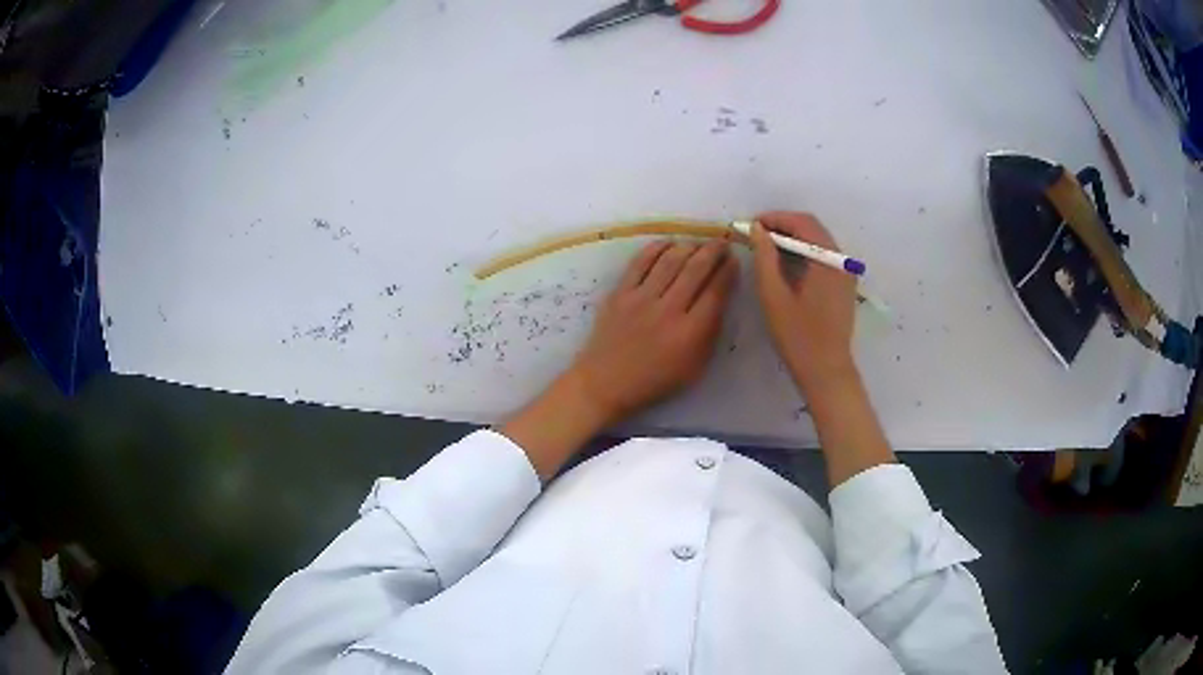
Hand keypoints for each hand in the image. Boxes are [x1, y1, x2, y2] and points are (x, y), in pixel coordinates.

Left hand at [500, 239, 736, 479]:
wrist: (606, 383)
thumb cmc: (655, 381)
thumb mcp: (694, 368)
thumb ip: (710, 333)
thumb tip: (721, 298)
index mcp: (690, 333)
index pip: (716, 292)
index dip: (728, 271)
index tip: (734, 260)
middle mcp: (668, 310)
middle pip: (696, 269)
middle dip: (713, 251)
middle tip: (721, 243)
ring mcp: (641, 299)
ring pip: (670, 260)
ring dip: (689, 247)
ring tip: (698, 243)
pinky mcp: (620, 293)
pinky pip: (640, 262)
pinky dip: (657, 249)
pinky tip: (669, 244)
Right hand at [749, 212, 856, 391]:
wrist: (827, 371)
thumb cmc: (798, 337)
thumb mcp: (774, 296)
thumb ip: (765, 257)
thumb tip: (757, 229)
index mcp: (828, 260)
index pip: (802, 222)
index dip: (775, 218)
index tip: (751, 226)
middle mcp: (841, 260)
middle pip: (812, 228)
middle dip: (783, 225)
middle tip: (756, 236)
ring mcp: (845, 273)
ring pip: (818, 241)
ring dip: (793, 238)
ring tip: (766, 248)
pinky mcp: (843, 285)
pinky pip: (823, 256)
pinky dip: (803, 252)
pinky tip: (785, 264)